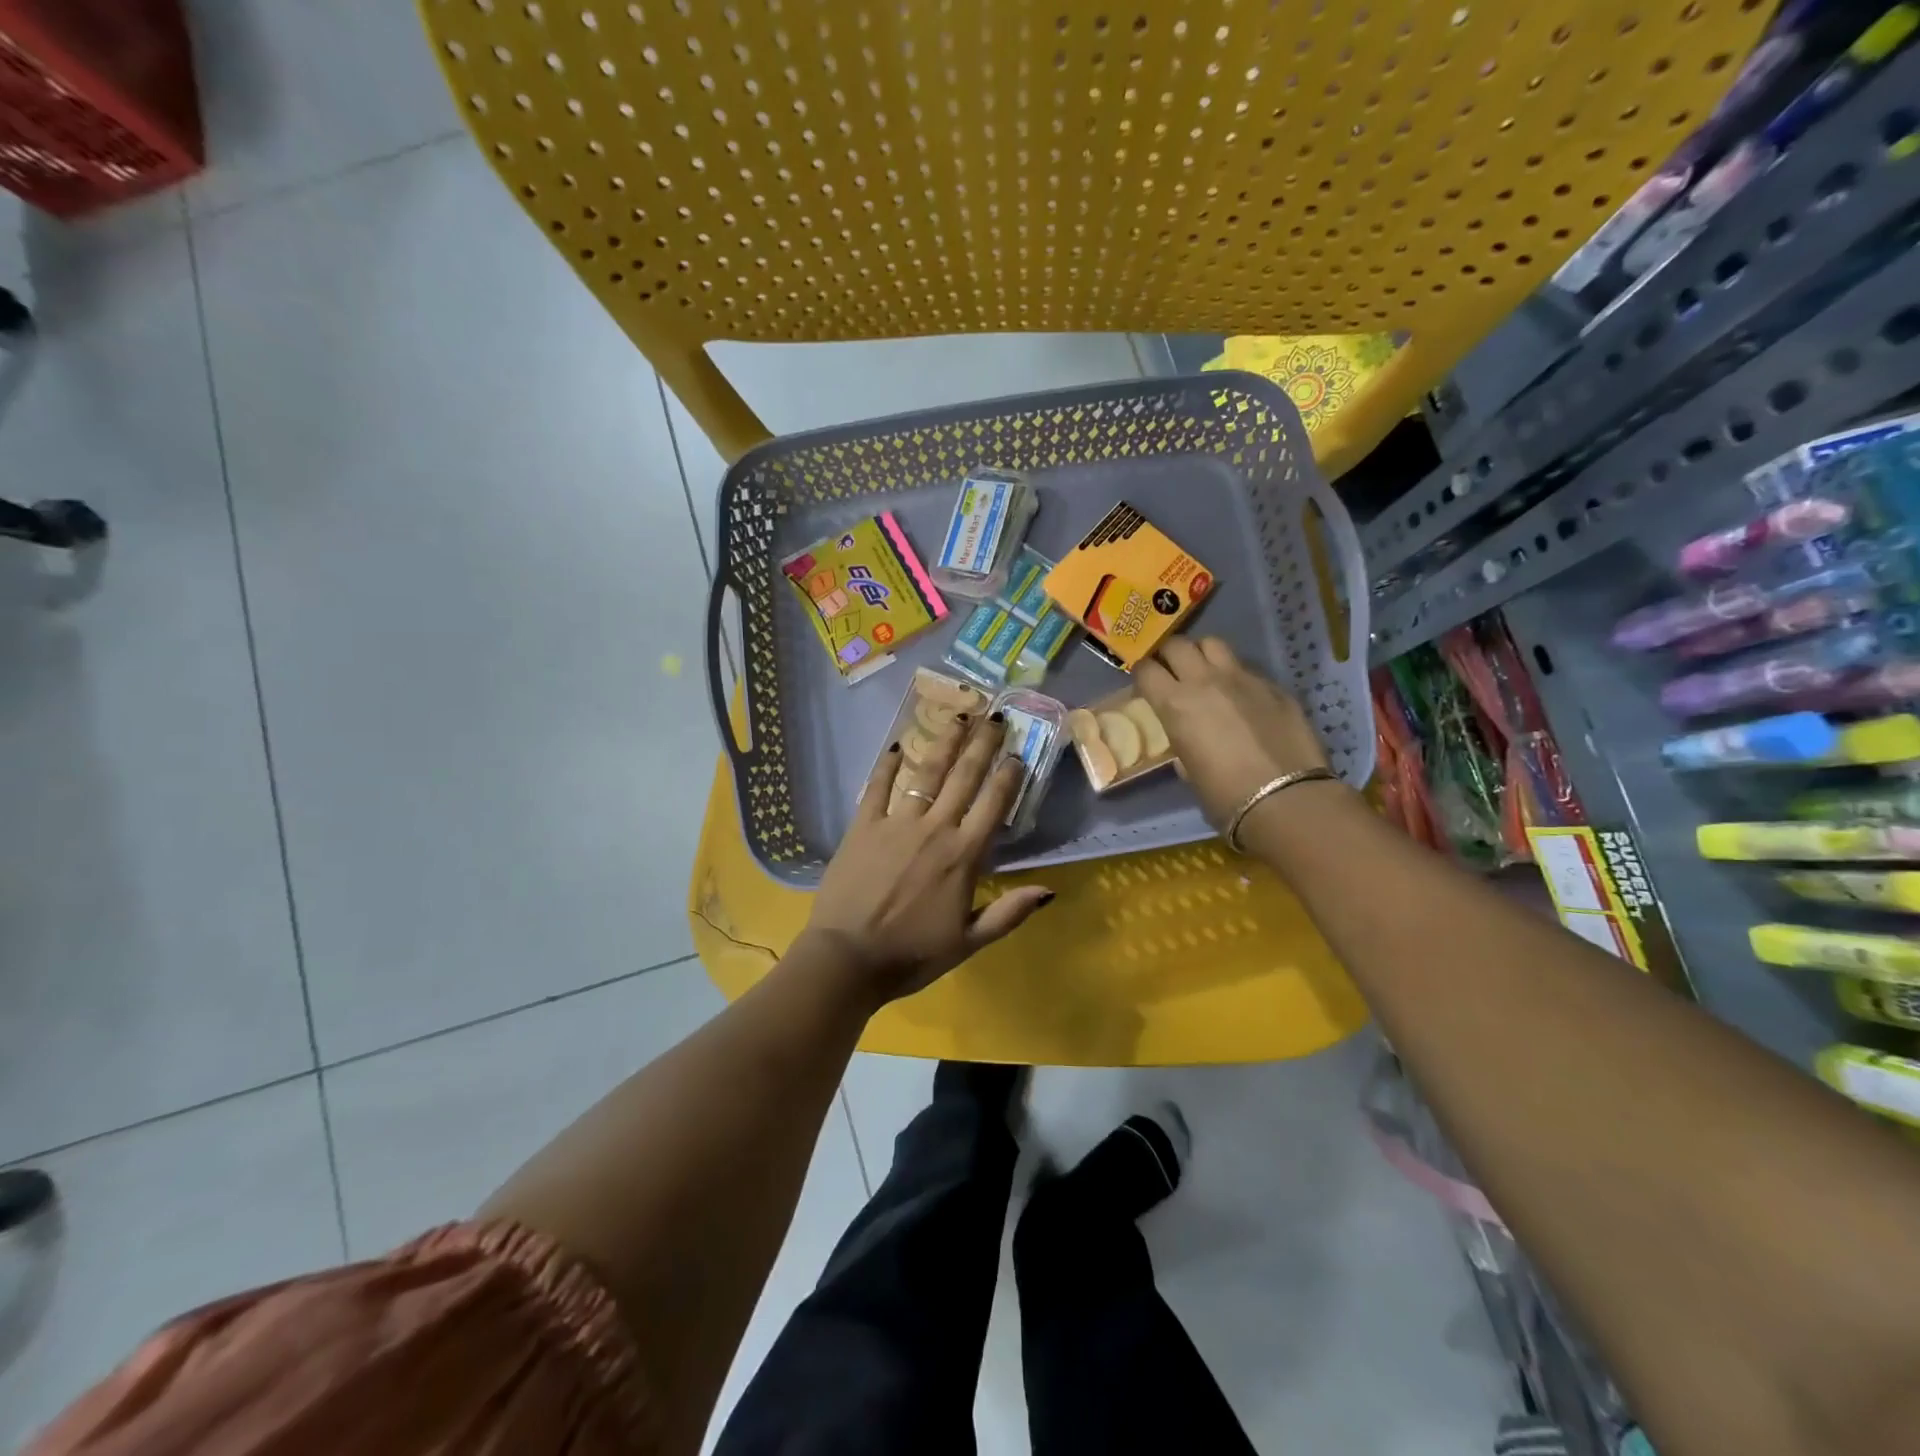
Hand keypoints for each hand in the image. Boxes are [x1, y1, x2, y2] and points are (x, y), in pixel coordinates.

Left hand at [803, 712, 1054, 1005]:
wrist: (848, 959)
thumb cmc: (912, 955)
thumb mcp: (968, 942)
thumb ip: (1009, 913)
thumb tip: (1050, 890)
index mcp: (963, 856)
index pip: (993, 805)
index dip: (1008, 776)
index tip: (1017, 754)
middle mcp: (934, 829)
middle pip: (964, 777)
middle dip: (982, 745)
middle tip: (995, 717)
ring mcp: (896, 824)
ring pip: (926, 773)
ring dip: (945, 742)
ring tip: (959, 716)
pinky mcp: (863, 826)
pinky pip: (877, 788)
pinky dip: (887, 766)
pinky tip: (895, 746)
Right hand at [1134, 636, 1331, 828]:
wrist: (1286, 800)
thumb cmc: (1225, 796)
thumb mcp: (1189, 770)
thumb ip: (1183, 743)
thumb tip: (1188, 738)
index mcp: (1175, 704)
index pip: (1145, 669)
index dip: (1141, 674)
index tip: (1144, 685)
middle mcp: (1205, 681)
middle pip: (1177, 644)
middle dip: (1168, 655)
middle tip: (1170, 671)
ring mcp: (1243, 678)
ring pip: (1213, 644)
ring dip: (1203, 654)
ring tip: (1205, 672)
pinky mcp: (1274, 686)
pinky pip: (1247, 668)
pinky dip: (1237, 676)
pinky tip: (1243, 698)